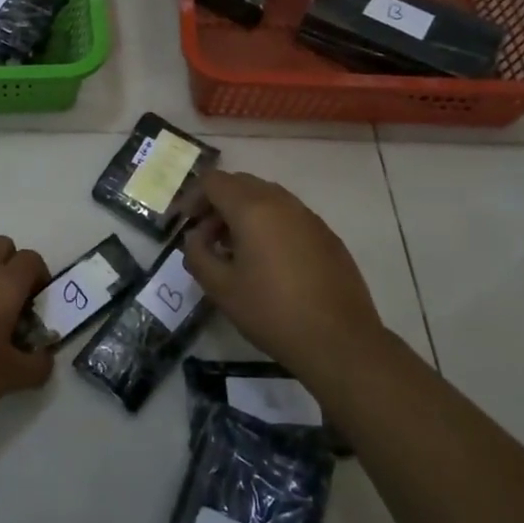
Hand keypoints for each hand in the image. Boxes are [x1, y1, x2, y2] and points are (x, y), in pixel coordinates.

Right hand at [183, 170, 385, 384]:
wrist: (339, 341)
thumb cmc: (272, 312)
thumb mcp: (221, 288)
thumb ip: (197, 254)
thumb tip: (195, 237)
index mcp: (252, 208)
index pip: (213, 180)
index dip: (192, 197)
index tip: (183, 223)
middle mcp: (281, 202)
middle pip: (240, 183)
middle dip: (217, 203)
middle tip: (206, 237)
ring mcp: (308, 216)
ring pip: (266, 197)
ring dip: (243, 213)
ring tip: (234, 250)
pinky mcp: (326, 235)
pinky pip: (288, 215)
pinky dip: (268, 224)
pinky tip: (268, 261)